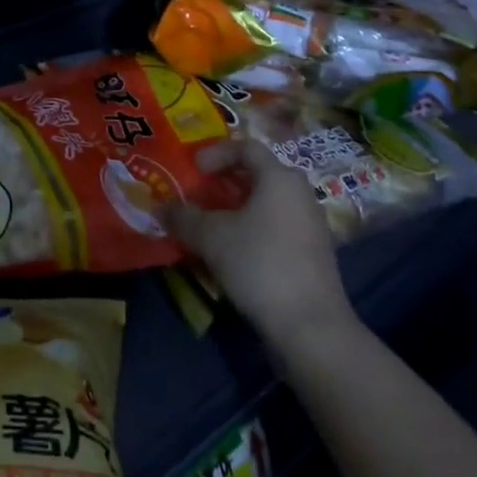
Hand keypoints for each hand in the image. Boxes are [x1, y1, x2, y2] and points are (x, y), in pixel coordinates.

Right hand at [163, 140, 355, 346]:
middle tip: (201, 193)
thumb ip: (184, 217)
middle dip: (226, 182)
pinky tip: (236, 254)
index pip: (246, 147)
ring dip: (239, 209)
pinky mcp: (315, 256)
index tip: (194, 168)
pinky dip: (255, 230)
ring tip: (213, 226)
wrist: (312, 329)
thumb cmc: (260, 264)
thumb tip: (161, 207)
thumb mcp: (211, 237)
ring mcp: (312, 226)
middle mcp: (300, 193)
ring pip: (269, 204)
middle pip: (259, 175)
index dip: (216, 153)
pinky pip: (279, 228)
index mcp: (279, 177)